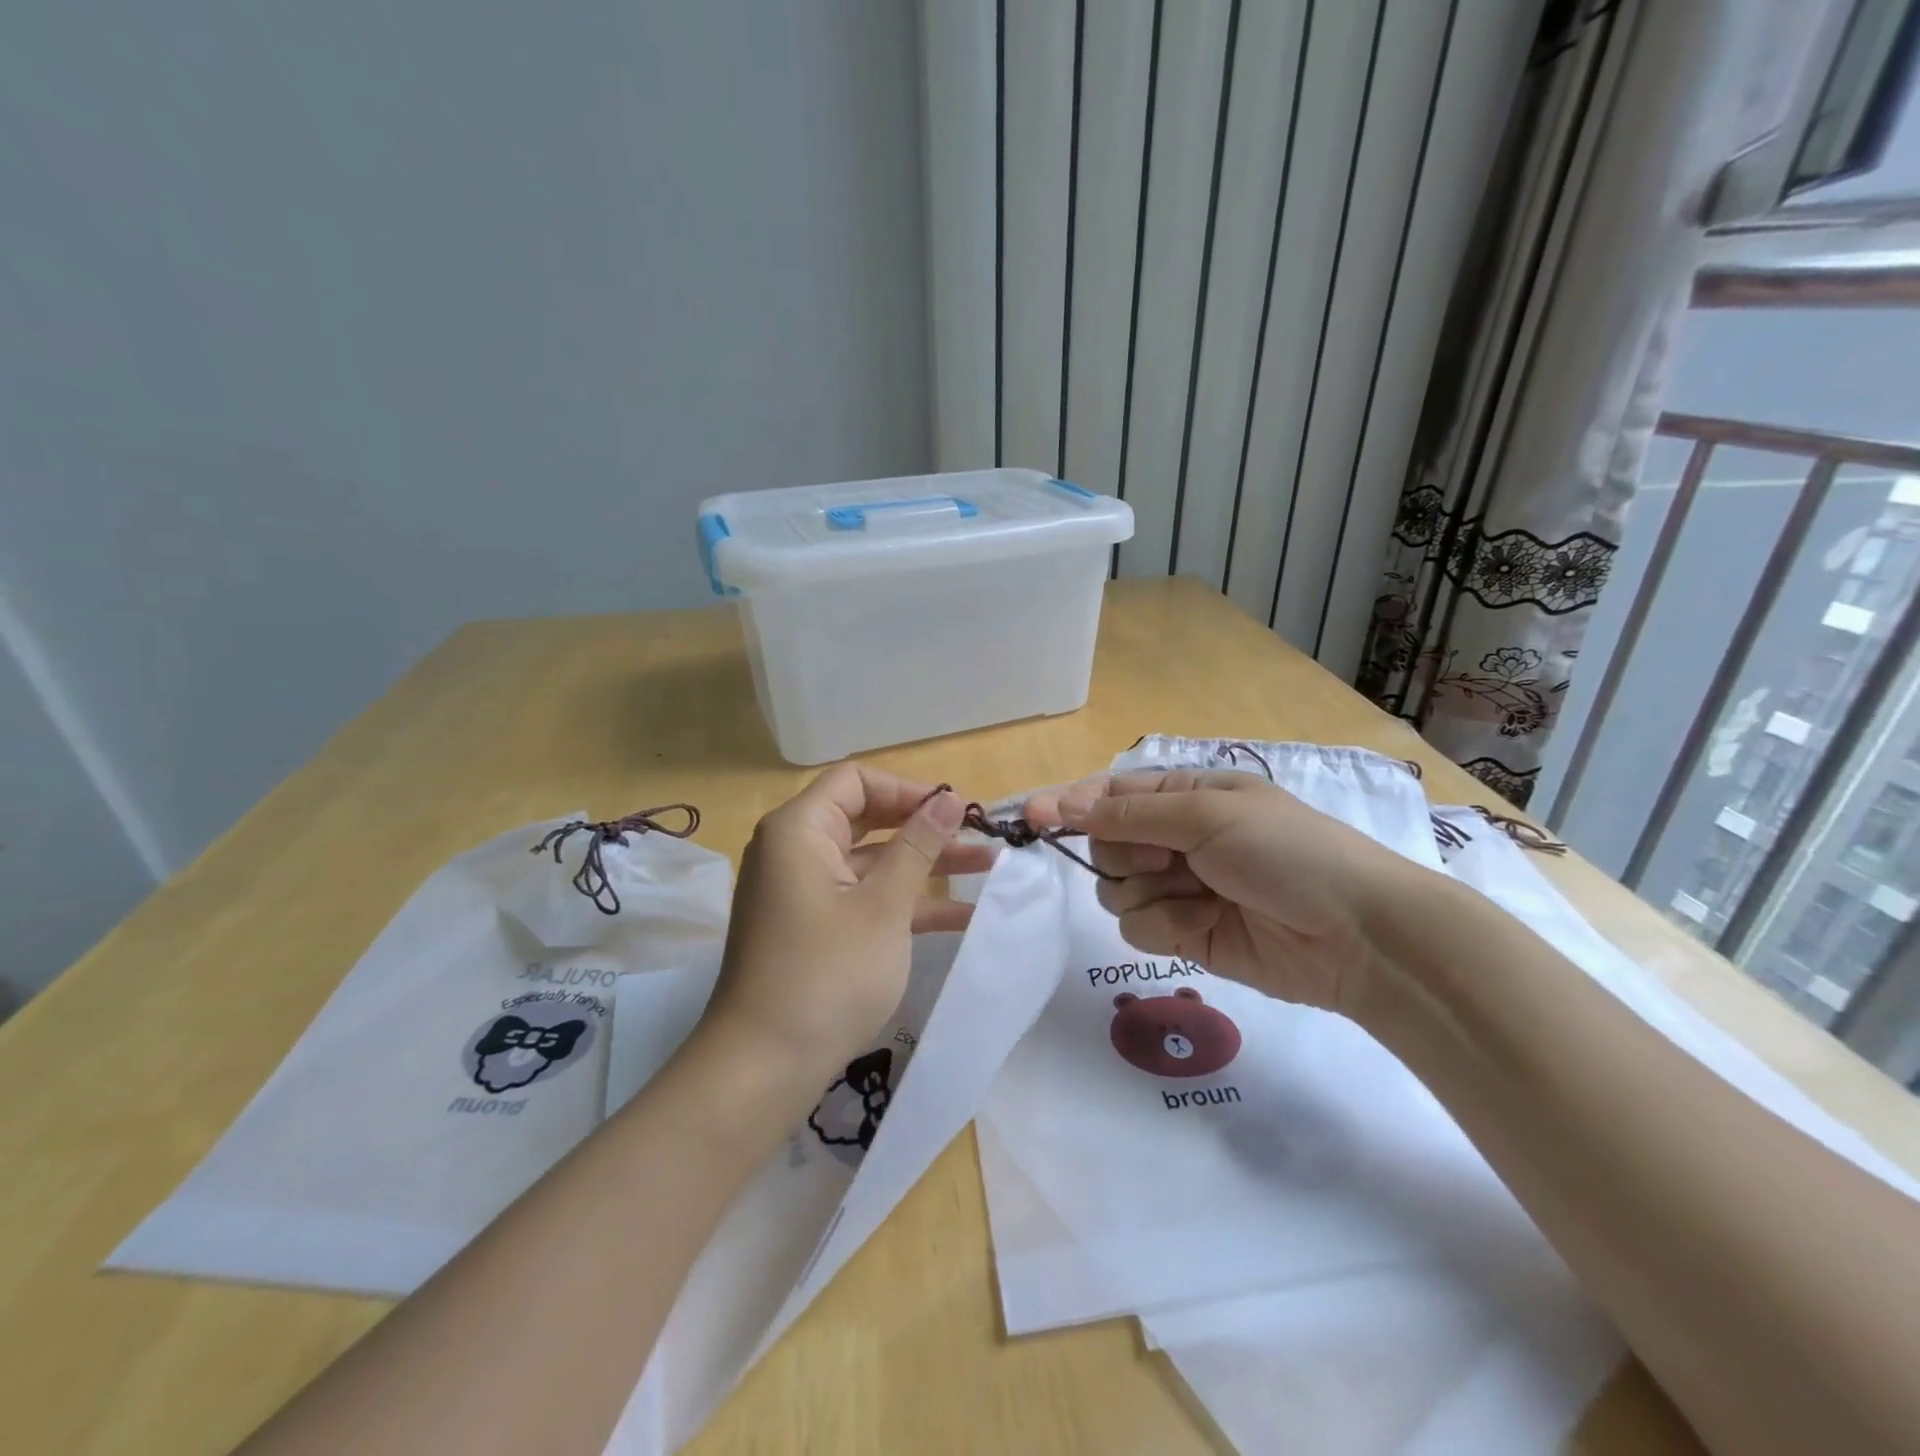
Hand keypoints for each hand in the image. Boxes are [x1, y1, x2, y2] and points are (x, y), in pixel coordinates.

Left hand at [699, 765, 989, 1092]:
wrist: (764, 1067)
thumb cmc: (827, 974)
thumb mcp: (883, 906)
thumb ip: (918, 847)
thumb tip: (950, 799)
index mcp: (799, 830)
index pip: (856, 781)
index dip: (908, 789)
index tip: (954, 811)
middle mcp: (796, 851)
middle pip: (867, 819)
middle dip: (925, 828)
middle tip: (980, 837)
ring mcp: (804, 892)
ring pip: (872, 862)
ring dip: (925, 866)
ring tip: (990, 869)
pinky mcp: (814, 929)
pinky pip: (864, 898)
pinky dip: (905, 902)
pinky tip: (962, 916)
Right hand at [1025, 769, 1422, 1015]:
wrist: (1354, 935)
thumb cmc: (1285, 852)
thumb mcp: (1207, 816)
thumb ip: (1131, 813)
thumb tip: (1064, 802)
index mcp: (1184, 797)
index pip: (1109, 794)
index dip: (1070, 804)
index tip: (1032, 817)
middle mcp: (1175, 839)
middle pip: (1105, 845)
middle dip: (1126, 855)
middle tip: (1166, 860)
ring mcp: (1178, 889)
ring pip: (1116, 891)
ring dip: (1150, 894)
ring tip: (1199, 897)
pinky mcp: (1184, 934)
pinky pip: (1138, 928)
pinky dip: (1167, 927)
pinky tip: (1206, 925)